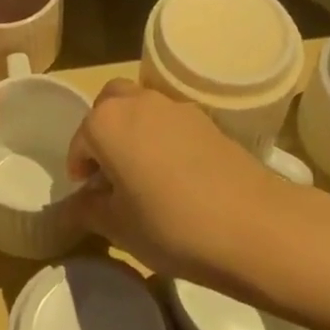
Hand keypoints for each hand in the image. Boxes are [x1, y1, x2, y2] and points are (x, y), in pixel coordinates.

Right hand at [67, 79, 286, 288]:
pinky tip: (177, 175)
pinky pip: (170, 121)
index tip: (89, 196)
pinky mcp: (206, 119)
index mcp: (106, 122)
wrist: (253, 225)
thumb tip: (76, 204)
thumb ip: (88, 210)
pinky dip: (163, 137)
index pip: (79, 141)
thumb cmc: (172, 225)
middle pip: (108, 106)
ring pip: (141, 107)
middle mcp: (136, 102)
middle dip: (103, 133)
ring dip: (133, 130)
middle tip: (111, 172)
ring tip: (144, 173)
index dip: (80, 170)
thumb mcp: (119, 228)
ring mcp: (174, 106)